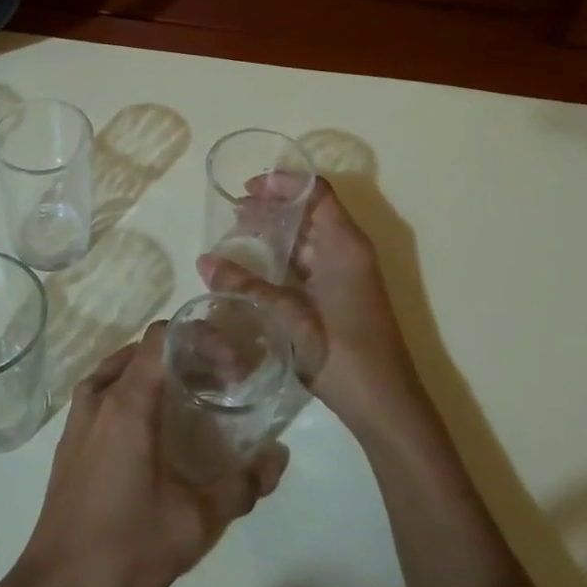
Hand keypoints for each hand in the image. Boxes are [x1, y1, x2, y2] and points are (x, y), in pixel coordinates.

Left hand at [0, 322, 287, 586]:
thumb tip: (277, 456)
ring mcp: (79, 417)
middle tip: (224, 383)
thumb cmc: (125, 549)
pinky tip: (157, 427)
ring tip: (194, 397)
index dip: (202, 339)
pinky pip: (106, 392)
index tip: (233, 367)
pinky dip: (136, 390)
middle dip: (188, 356)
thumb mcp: (194, 522)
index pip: (163, 338)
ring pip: (122, 369)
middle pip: (145, 350)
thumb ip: (240, 485)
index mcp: (125, 403)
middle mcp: (98, 397)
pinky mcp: (71, 439)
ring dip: (160, 372)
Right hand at [197, 176, 423, 440]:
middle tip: (232, 215)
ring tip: (235, 236)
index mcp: (344, 244)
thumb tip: (204, 262)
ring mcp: (345, 274)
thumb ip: (246, 285)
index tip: (247, 189)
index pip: (316, 192)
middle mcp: (347, 251)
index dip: (283, 183)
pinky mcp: (339, 295)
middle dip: (271, 208)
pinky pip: (307, 262)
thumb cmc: (341, 351)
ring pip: (307, 238)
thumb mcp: (288, 314)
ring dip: (274, 233)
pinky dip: (281, 257)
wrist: (383, 404)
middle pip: (309, 212)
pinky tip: (253, 268)